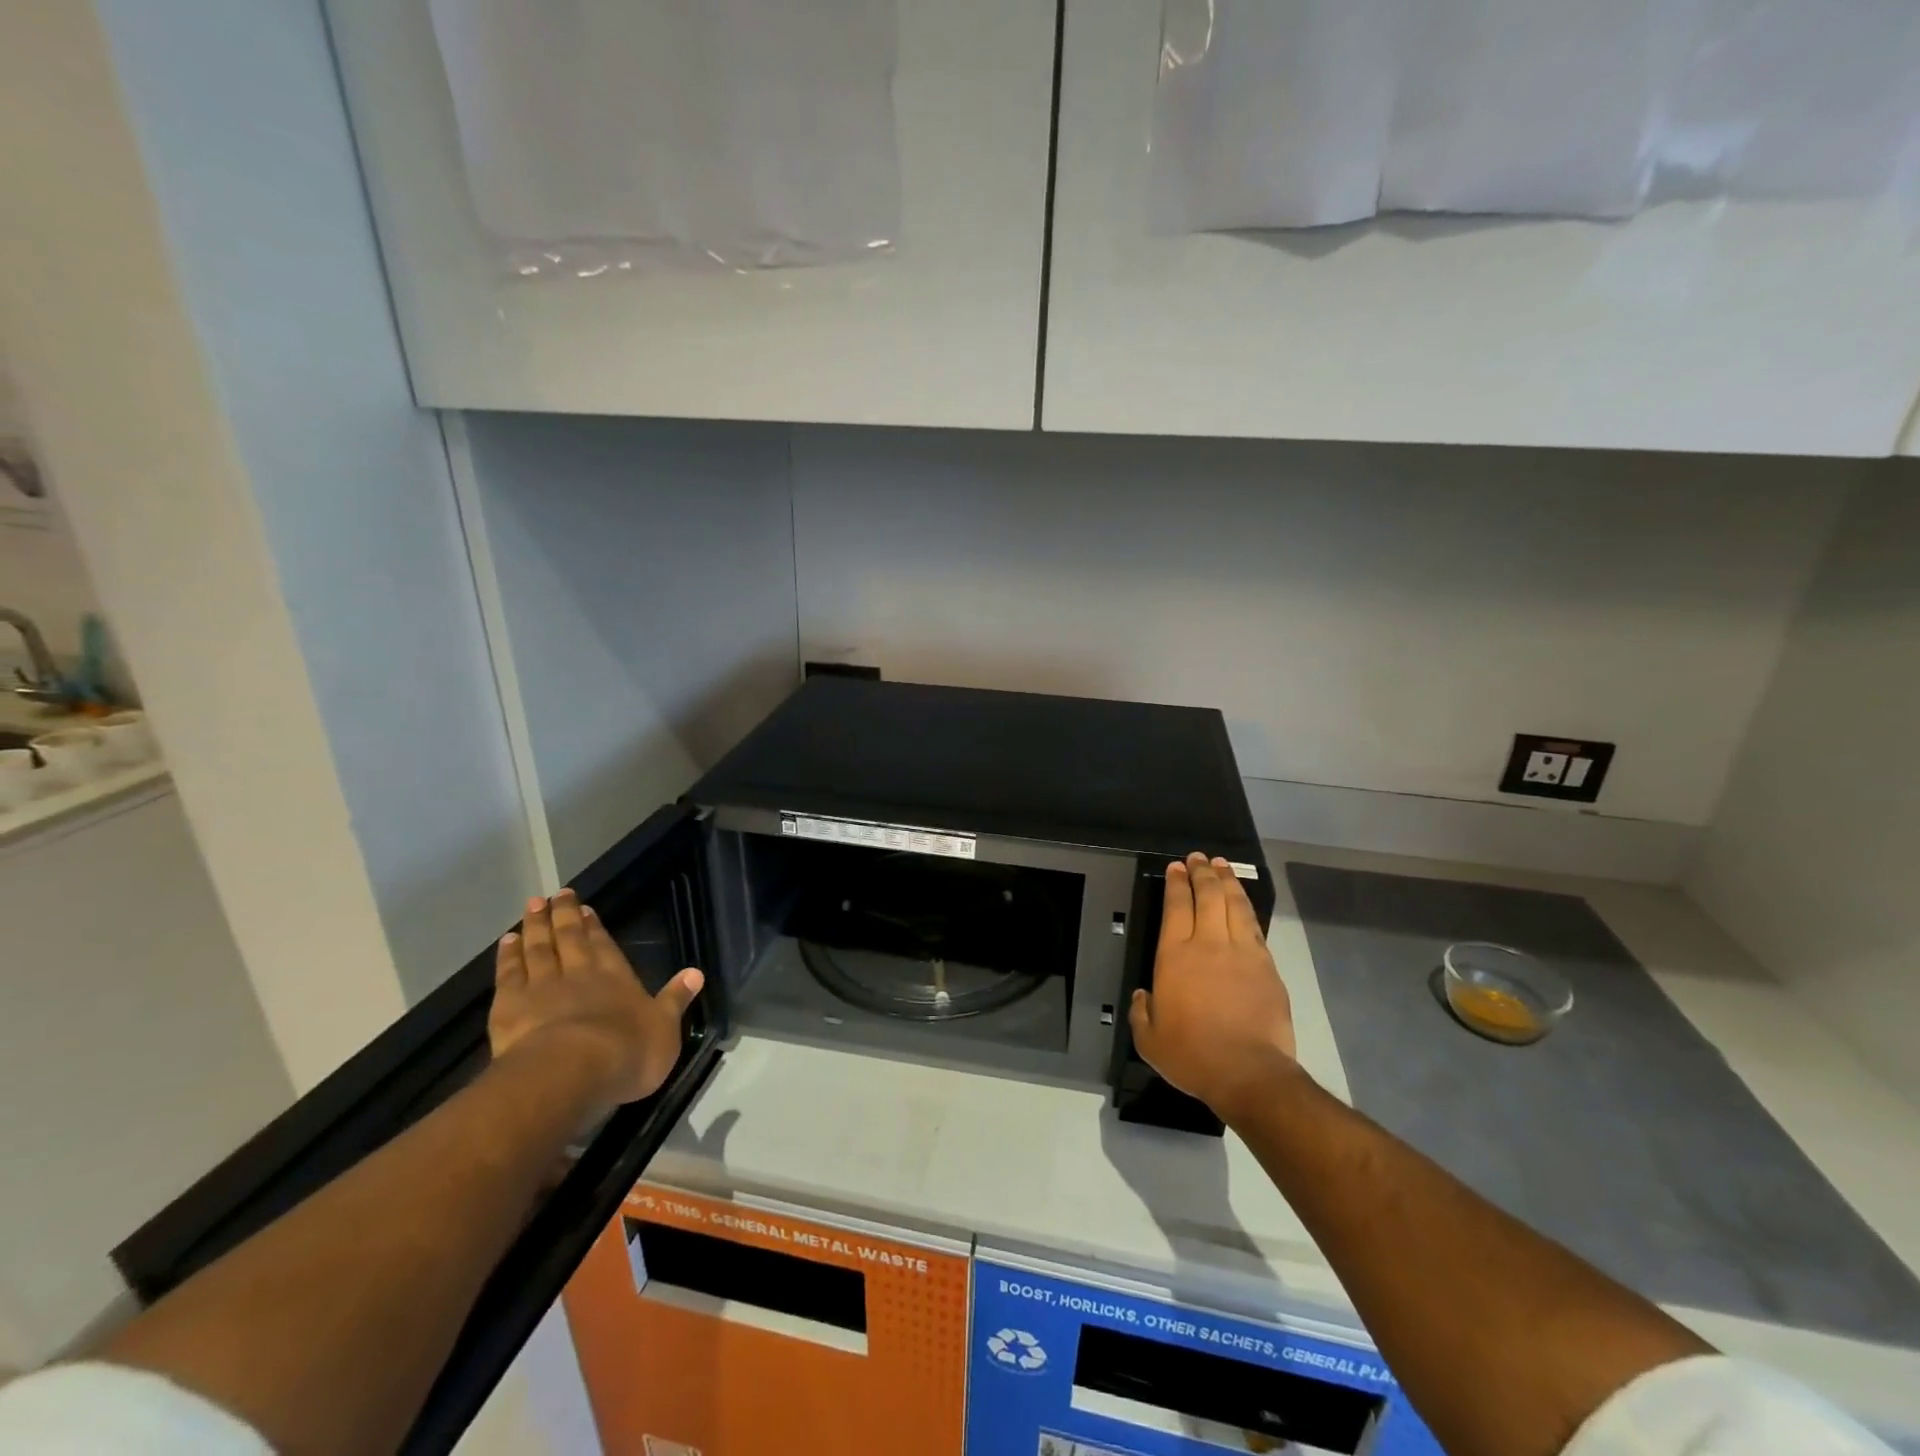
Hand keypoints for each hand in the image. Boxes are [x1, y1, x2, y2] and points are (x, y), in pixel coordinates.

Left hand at [488, 889, 704, 1110]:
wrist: (570, 1073)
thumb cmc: (627, 1052)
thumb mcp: (665, 1028)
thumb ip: (676, 999)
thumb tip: (696, 973)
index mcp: (615, 977)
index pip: (603, 944)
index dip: (594, 925)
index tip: (584, 907)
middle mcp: (579, 973)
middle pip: (569, 937)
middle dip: (564, 915)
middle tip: (556, 894)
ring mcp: (541, 987)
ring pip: (537, 949)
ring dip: (535, 926)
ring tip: (532, 905)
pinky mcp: (510, 1006)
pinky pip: (508, 974)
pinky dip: (507, 956)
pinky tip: (506, 942)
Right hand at [1130, 854, 1299, 1123]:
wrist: (1249, 1073)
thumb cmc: (1192, 1055)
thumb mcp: (1149, 1040)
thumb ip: (1141, 1012)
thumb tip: (1142, 995)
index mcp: (1175, 956)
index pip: (1176, 906)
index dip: (1176, 883)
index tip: (1176, 867)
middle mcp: (1208, 944)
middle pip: (1207, 895)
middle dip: (1202, 872)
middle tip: (1199, 858)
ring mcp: (1241, 952)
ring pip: (1234, 904)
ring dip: (1227, 881)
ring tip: (1222, 865)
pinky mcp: (1267, 965)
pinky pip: (1254, 926)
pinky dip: (1246, 907)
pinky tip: (1243, 901)